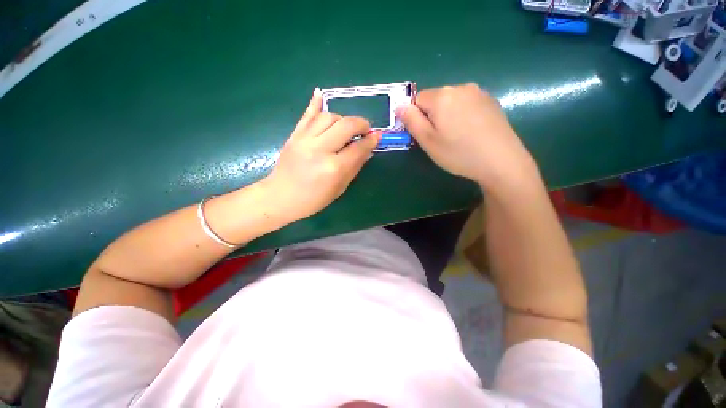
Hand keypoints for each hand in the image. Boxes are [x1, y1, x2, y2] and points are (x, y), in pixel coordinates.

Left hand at [263, 89, 380, 221]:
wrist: (280, 197)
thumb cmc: (313, 199)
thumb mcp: (339, 188)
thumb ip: (354, 167)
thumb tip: (367, 150)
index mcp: (334, 168)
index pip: (358, 147)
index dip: (370, 140)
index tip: (377, 136)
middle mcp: (320, 149)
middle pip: (346, 125)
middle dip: (361, 124)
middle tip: (365, 129)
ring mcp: (304, 139)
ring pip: (328, 116)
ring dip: (342, 119)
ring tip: (345, 127)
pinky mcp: (294, 135)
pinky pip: (307, 114)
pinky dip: (315, 103)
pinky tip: (320, 94)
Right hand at [396, 83, 536, 191]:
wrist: (501, 161)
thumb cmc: (458, 153)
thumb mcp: (428, 141)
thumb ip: (411, 121)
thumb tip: (400, 105)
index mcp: (442, 96)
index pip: (417, 100)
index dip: (417, 118)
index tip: (425, 135)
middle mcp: (460, 87)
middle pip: (435, 99)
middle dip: (432, 116)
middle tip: (440, 138)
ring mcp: (478, 92)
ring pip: (451, 101)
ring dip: (447, 115)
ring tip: (457, 136)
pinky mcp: (490, 100)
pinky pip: (466, 104)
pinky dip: (463, 115)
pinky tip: (471, 131)